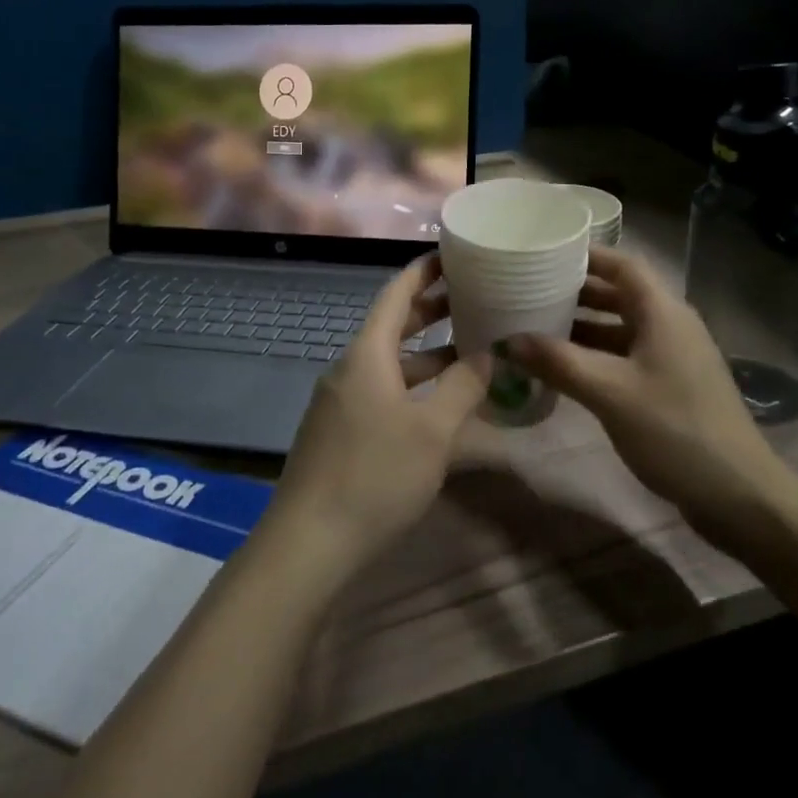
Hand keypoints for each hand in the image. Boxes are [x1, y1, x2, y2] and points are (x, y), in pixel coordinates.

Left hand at [266, 255, 488, 573]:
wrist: (309, 543)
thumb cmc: (375, 476)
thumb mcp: (432, 432)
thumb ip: (463, 387)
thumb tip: (488, 352)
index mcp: (366, 355)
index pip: (395, 294)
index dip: (423, 271)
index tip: (452, 254)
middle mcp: (349, 369)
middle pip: (391, 325)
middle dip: (430, 309)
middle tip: (472, 296)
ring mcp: (340, 402)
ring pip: (388, 362)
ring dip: (425, 353)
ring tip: (468, 347)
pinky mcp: (339, 432)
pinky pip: (381, 390)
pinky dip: (412, 384)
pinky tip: (439, 403)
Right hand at [506, 247, 797, 550]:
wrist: (738, 495)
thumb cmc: (674, 430)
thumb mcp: (610, 393)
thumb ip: (558, 362)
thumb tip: (508, 340)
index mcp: (663, 313)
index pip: (623, 265)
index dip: (586, 255)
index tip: (544, 254)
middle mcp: (670, 326)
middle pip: (619, 295)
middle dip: (575, 293)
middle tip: (529, 292)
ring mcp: (672, 358)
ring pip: (620, 329)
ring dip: (582, 328)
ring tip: (536, 328)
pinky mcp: (670, 387)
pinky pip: (626, 357)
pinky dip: (595, 357)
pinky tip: (564, 371)